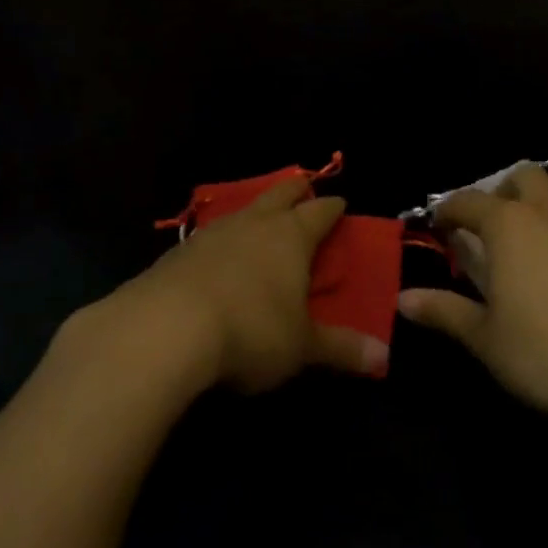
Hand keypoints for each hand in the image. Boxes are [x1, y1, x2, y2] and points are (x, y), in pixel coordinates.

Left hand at [110, 177, 388, 392]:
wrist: (164, 329)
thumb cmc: (250, 330)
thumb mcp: (301, 347)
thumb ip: (341, 349)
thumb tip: (384, 360)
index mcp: (292, 236)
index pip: (320, 211)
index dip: (333, 208)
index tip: (341, 204)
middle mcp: (254, 224)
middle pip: (280, 194)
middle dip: (295, 190)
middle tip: (304, 188)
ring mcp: (212, 233)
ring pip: (243, 210)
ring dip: (256, 212)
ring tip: (261, 220)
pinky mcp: (178, 252)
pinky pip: (210, 235)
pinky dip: (223, 240)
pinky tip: (218, 257)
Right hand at [399, 167, 547, 428]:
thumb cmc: (545, 356)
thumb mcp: (484, 339)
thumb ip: (444, 311)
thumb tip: (403, 298)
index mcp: (509, 226)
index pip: (468, 201)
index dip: (450, 210)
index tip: (442, 226)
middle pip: (527, 176)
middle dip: (510, 192)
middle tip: (503, 224)